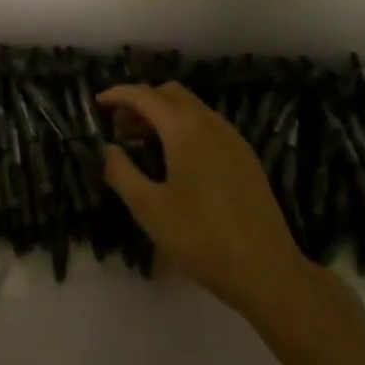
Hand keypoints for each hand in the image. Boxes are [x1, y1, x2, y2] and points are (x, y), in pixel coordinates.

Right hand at [98, 82, 324, 321]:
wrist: (266, 270)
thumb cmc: (201, 238)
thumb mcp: (149, 209)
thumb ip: (122, 173)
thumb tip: (108, 149)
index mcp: (184, 129)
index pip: (145, 96)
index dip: (118, 95)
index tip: (97, 103)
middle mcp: (210, 123)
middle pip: (171, 94)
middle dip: (142, 101)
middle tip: (120, 126)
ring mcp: (233, 139)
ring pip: (192, 108)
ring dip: (164, 114)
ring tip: (143, 142)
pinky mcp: (246, 158)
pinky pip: (209, 126)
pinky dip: (185, 127)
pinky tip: (176, 159)